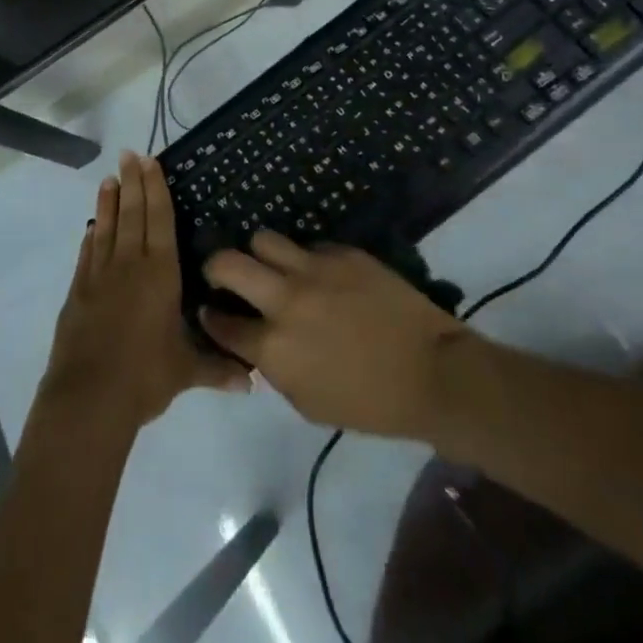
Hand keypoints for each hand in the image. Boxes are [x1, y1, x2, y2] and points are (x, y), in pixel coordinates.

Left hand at [39, 153, 250, 430]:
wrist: (89, 397)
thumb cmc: (145, 376)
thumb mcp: (186, 372)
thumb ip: (218, 369)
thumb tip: (253, 383)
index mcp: (160, 274)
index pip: (160, 220)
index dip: (156, 189)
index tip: (150, 162)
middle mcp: (130, 265)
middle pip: (132, 213)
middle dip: (132, 182)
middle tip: (129, 154)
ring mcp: (100, 275)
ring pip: (107, 227)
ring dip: (109, 201)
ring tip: (110, 178)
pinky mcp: (78, 292)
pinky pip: (88, 254)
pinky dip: (92, 236)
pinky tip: (93, 227)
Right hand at [200, 233, 470, 440]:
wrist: (432, 373)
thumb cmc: (370, 404)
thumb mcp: (308, 403)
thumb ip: (274, 369)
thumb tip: (258, 344)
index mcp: (273, 347)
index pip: (222, 322)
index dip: (211, 316)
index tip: (211, 310)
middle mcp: (285, 300)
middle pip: (227, 263)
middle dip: (216, 267)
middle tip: (223, 275)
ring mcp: (314, 269)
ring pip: (263, 239)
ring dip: (259, 254)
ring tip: (270, 265)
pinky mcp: (342, 252)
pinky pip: (309, 245)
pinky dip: (305, 259)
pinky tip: (320, 274)